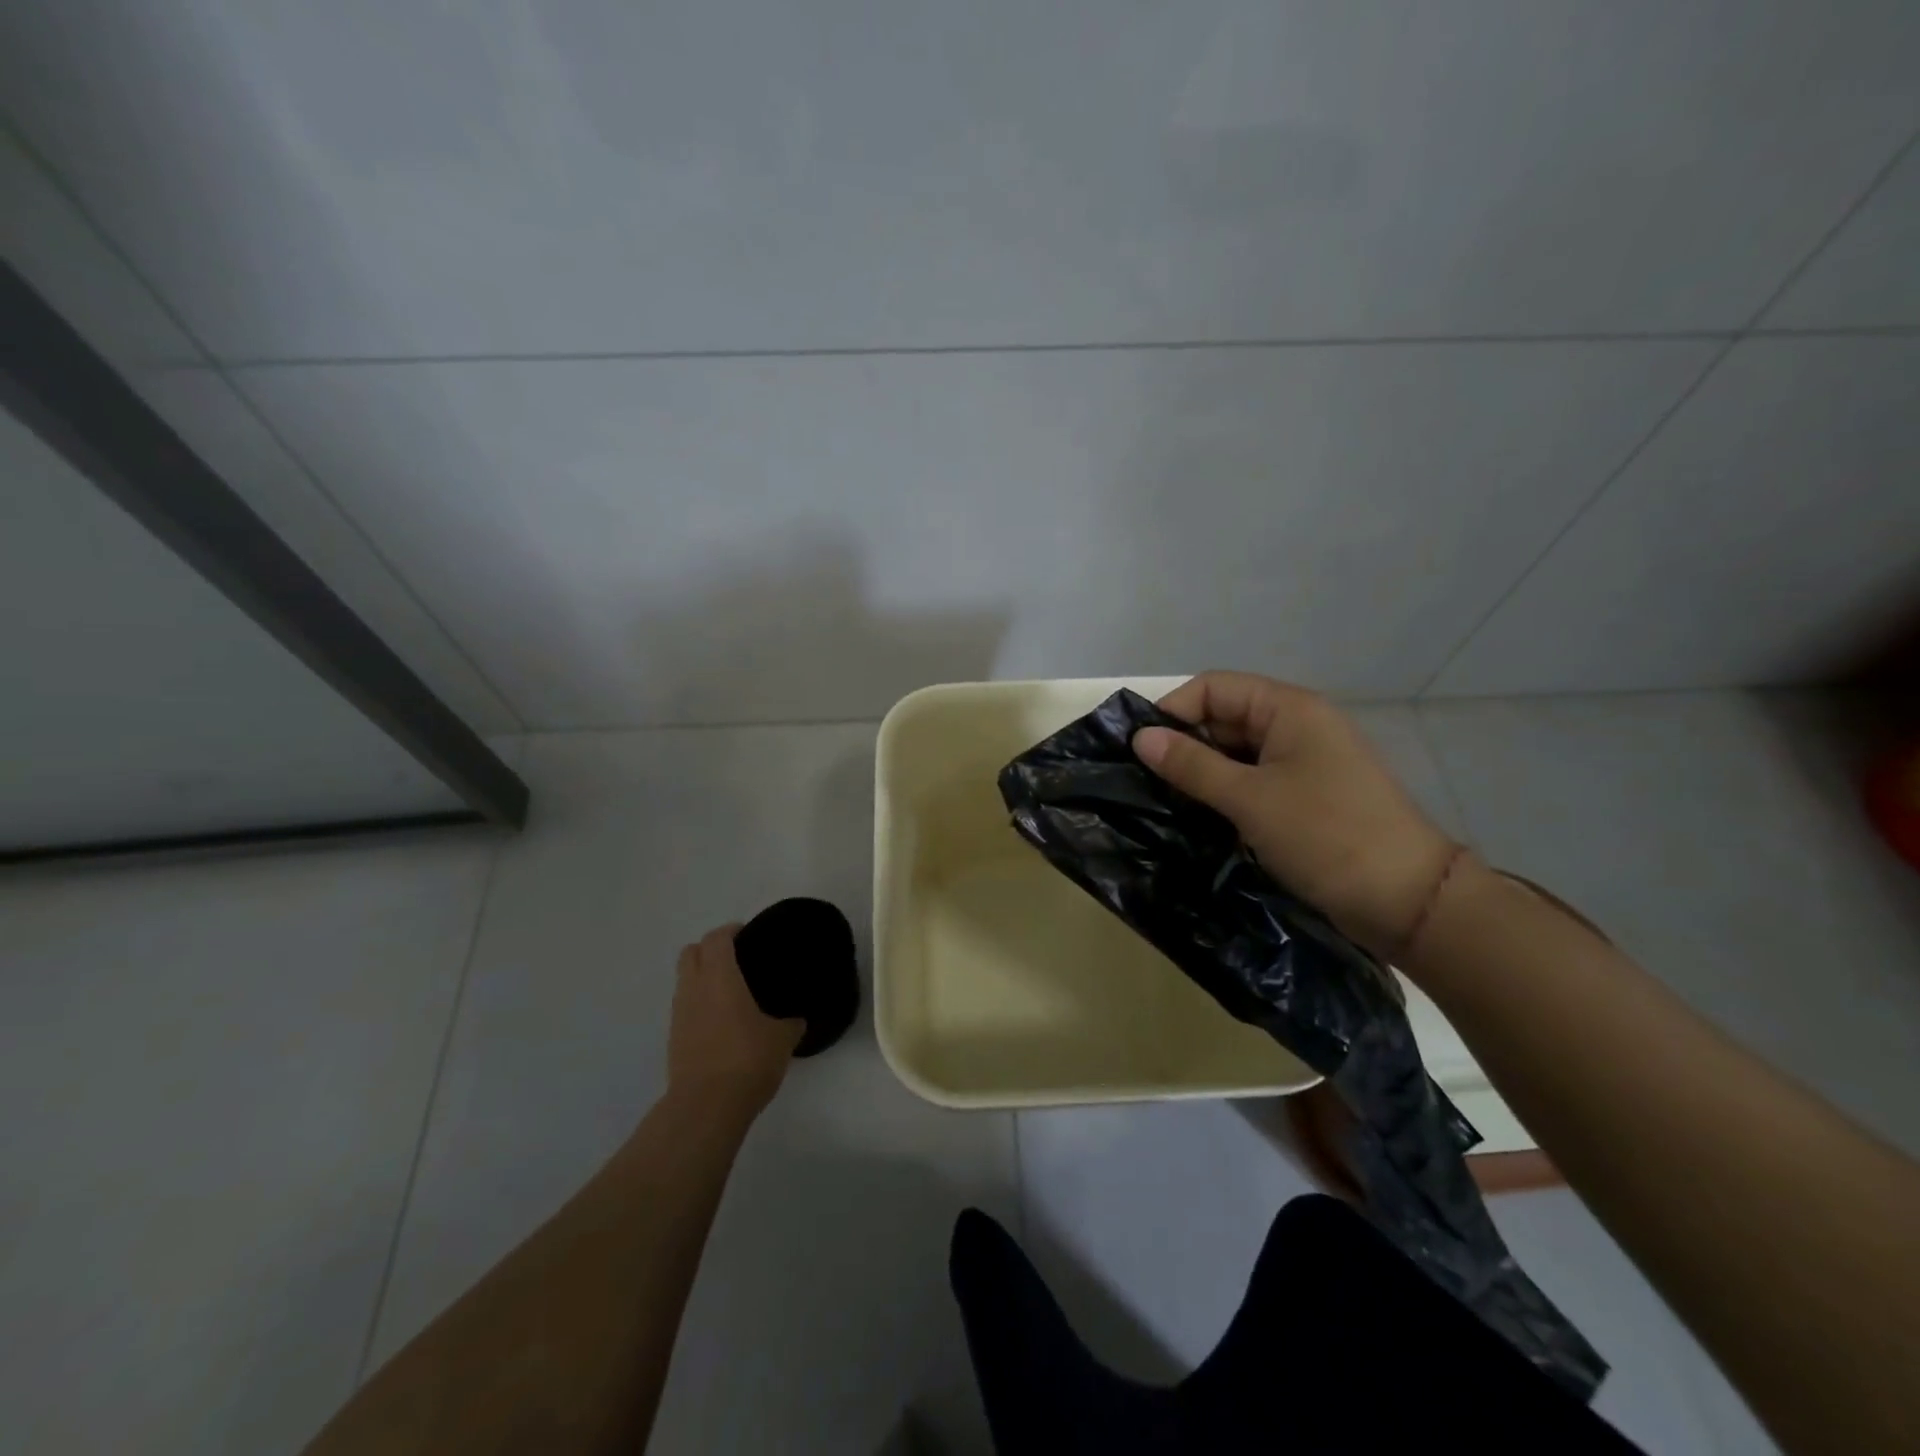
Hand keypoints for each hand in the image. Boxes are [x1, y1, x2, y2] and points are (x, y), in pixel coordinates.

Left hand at [667, 925, 803, 1118]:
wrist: (706, 1107)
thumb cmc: (747, 1059)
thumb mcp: (782, 1038)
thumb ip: (791, 1021)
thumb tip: (797, 1019)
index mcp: (720, 976)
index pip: (717, 938)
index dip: (732, 931)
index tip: (750, 935)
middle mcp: (694, 988)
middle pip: (691, 952)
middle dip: (711, 949)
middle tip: (737, 959)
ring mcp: (679, 1015)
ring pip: (685, 980)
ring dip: (702, 977)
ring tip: (732, 992)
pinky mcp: (674, 1040)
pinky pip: (685, 1007)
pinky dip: (699, 1004)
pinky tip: (722, 1021)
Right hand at [1132, 672, 1460, 956]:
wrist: (1408, 901)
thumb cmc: (1326, 835)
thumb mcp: (1250, 798)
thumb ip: (1192, 765)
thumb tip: (1140, 737)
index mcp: (1289, 709)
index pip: (1214, 688)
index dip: (1174, 711)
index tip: (1139, 750)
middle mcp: (1297, 726)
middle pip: (1224, 718)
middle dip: (1184, 745)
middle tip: (1144, 782)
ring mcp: (1304, 763)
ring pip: (1236, 753)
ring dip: (1202, 773)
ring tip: (1163, 801)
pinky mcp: (1306, 797)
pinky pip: (1253, 781)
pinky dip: (1224, 793)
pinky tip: (1198, 817)